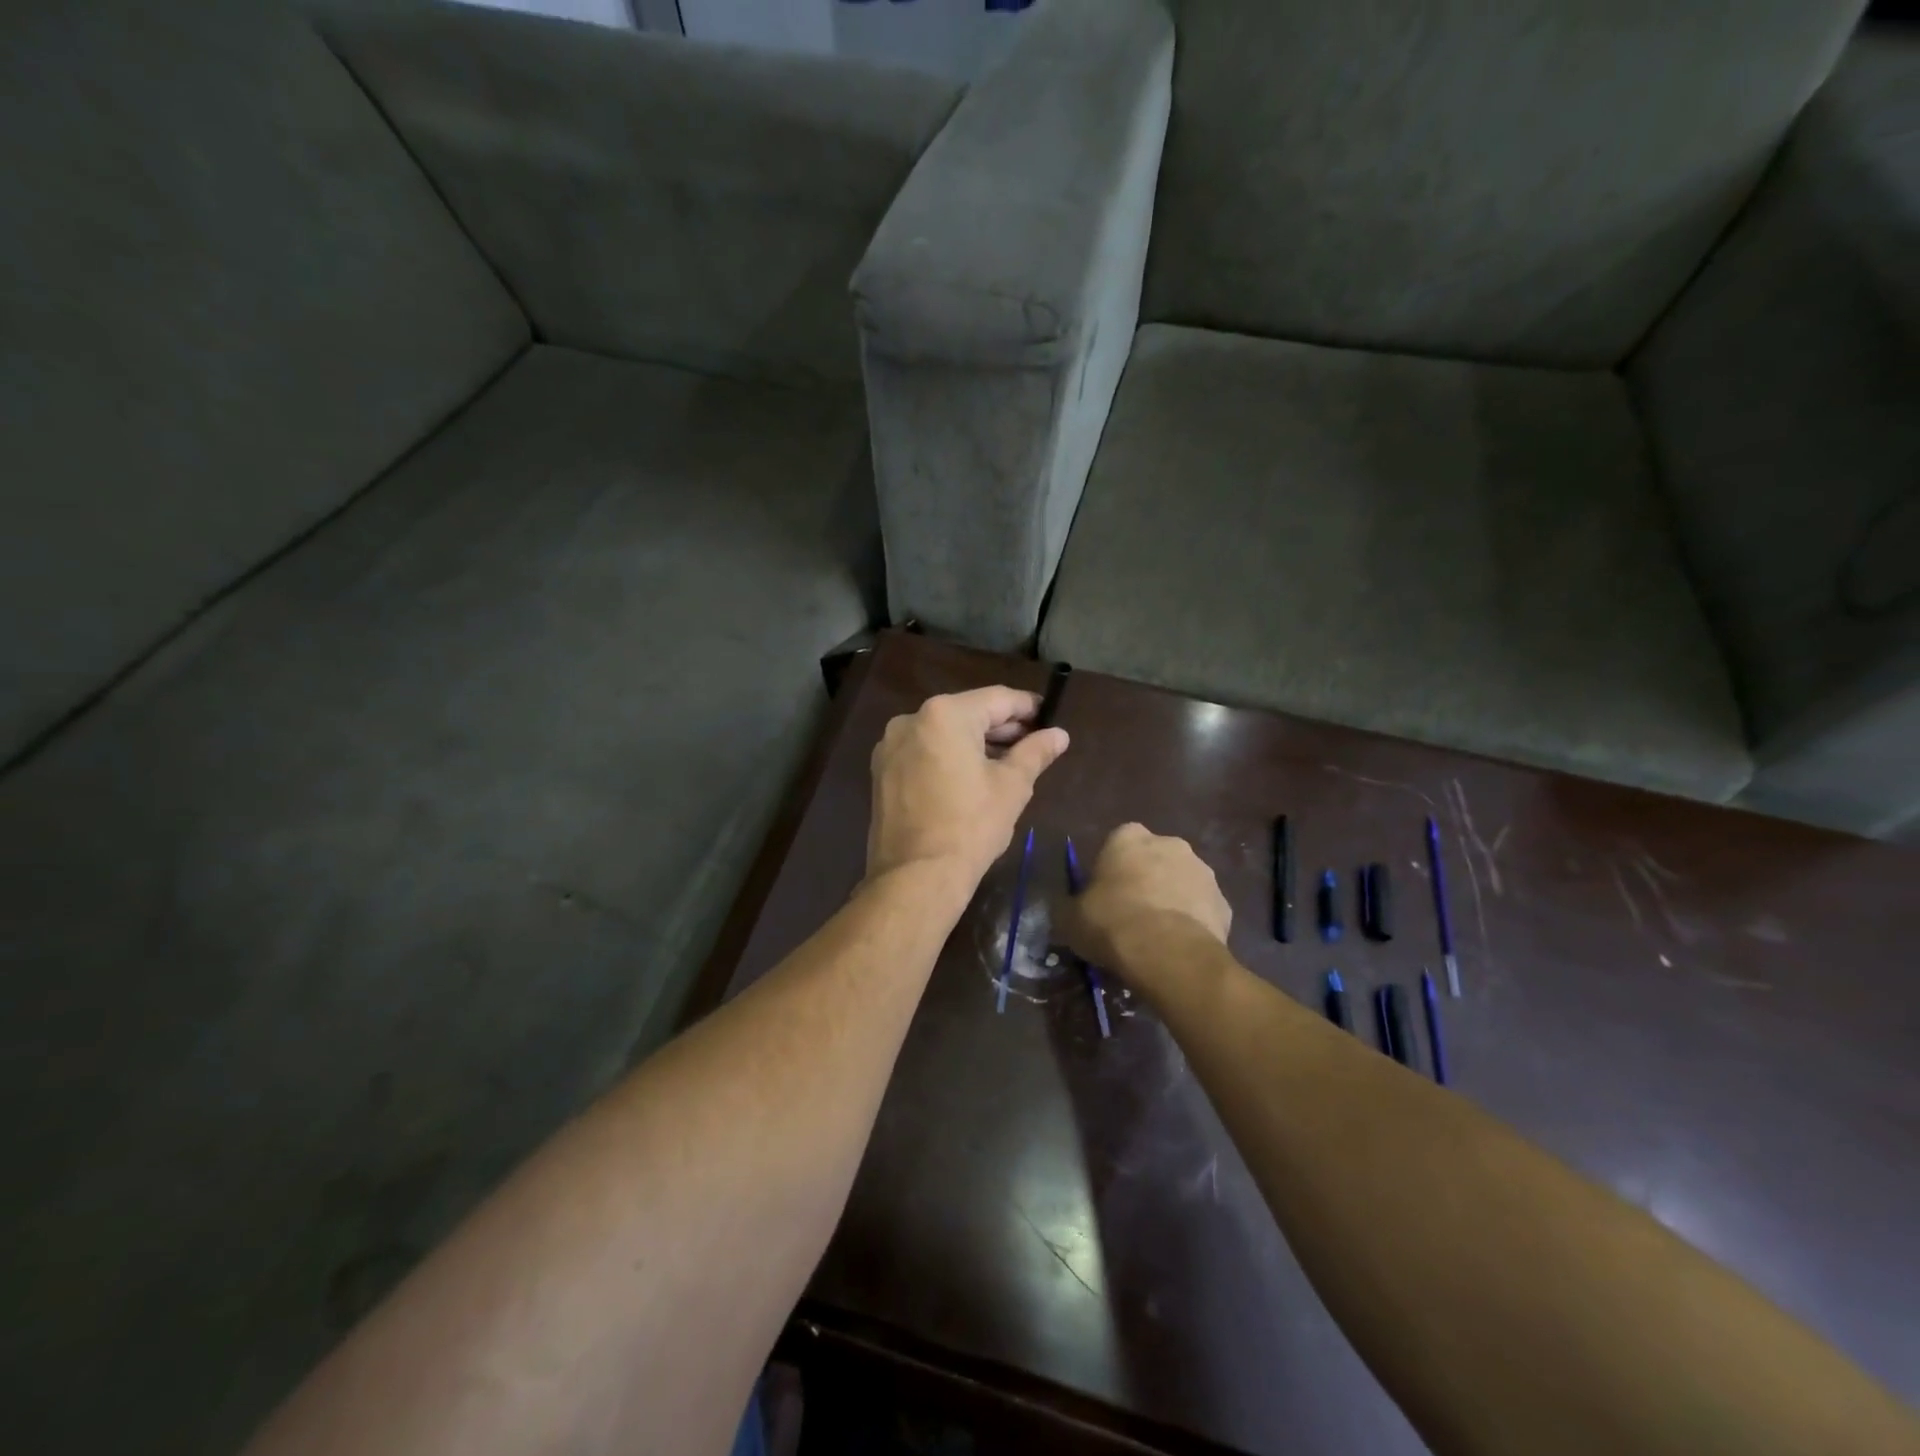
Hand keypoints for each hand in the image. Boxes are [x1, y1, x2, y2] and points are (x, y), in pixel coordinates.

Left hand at [866, 686, 1069, 886]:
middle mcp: (911, 720)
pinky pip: (924, 752)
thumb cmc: (971, 826)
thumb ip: (1035, 752)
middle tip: (1034, 742)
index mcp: (944, 714)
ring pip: (943, 733)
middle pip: (967, 713)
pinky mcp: (882, 772)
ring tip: (1007, 762)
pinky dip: (949, 757)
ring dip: (975, 742)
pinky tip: (971, 776)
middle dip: (1001, 727)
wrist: (916, 877)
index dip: (1027, 707)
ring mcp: (890, 746)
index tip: (1049, 717)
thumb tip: (1059, 734)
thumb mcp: (1012, 786)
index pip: (996, 699)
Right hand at [1062, 824, 1230, 988]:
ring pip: (1181, 883)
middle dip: (1145, 880)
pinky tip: (1178, 948)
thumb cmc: (1112, 923)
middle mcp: (1170, 843)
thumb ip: (1069, 907)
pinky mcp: (1224, 903)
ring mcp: (1202, 871)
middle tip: (1130, 916)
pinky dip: (1192, 923)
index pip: (1116, 843)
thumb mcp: (1070, 918)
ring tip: (1157, 937)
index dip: (1110, 870)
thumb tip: (1068, 911)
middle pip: (1153, 859)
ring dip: (1171, 900)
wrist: (1169, 955)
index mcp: (1128, 837)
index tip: (1103, 896)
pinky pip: (1201, 910)